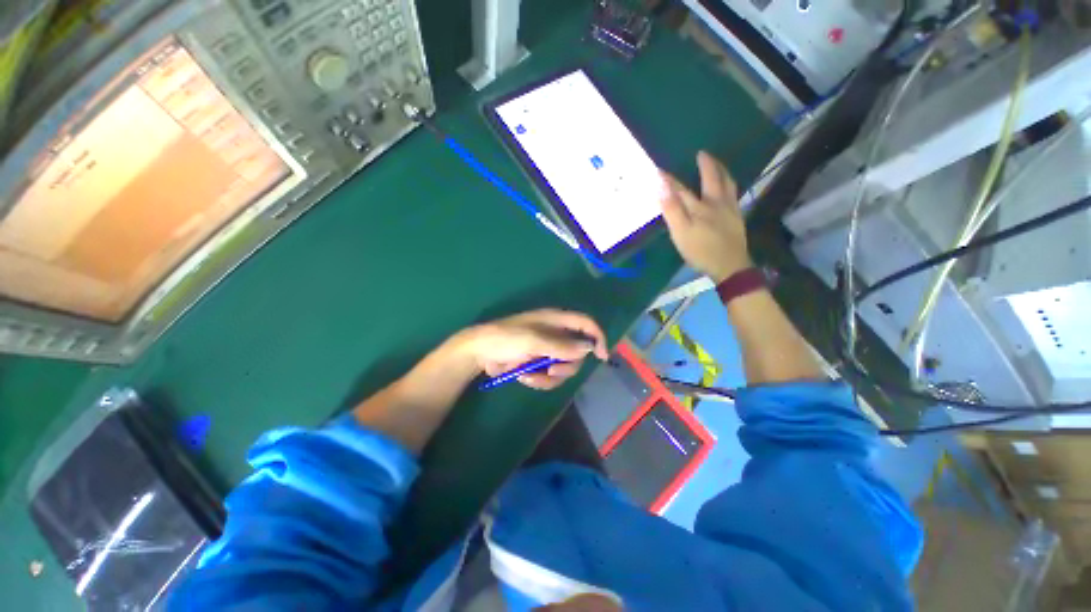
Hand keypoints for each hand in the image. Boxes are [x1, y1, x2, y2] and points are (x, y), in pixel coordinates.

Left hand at [457, 309, 608, 389]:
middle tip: (551, 368)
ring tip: (531, 375)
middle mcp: (556, 334)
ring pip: (565, 368)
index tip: (601, 356)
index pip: (585, 323)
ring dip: (550, 376)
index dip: (597, 337)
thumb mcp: (533, 340)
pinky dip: (540, 380)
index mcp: (556, 320)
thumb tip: (588, 347)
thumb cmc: (506, 338)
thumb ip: (561, 344)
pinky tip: (525, 377)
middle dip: (566, 364)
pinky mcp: (539, 364)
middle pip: (578, 352)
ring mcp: (547, 350)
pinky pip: (551, 377)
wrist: (480, 353)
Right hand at [660, 151, 752, 281]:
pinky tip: (728, 189)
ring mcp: (729, 209)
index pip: (681, 189)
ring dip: (722, 171)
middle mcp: (716, 203)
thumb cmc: (701, 251)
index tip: (659, 169)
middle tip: (702, 154)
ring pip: (728, 184)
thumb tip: (662, 188)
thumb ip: (671, 210)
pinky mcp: (737, 218)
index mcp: (699, 207)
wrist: (729, 266)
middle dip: (706, 165)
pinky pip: (734, 194)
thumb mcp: (681, 233)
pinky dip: (730, 185)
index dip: (669, 180)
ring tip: (718, 165)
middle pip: (712, 179)